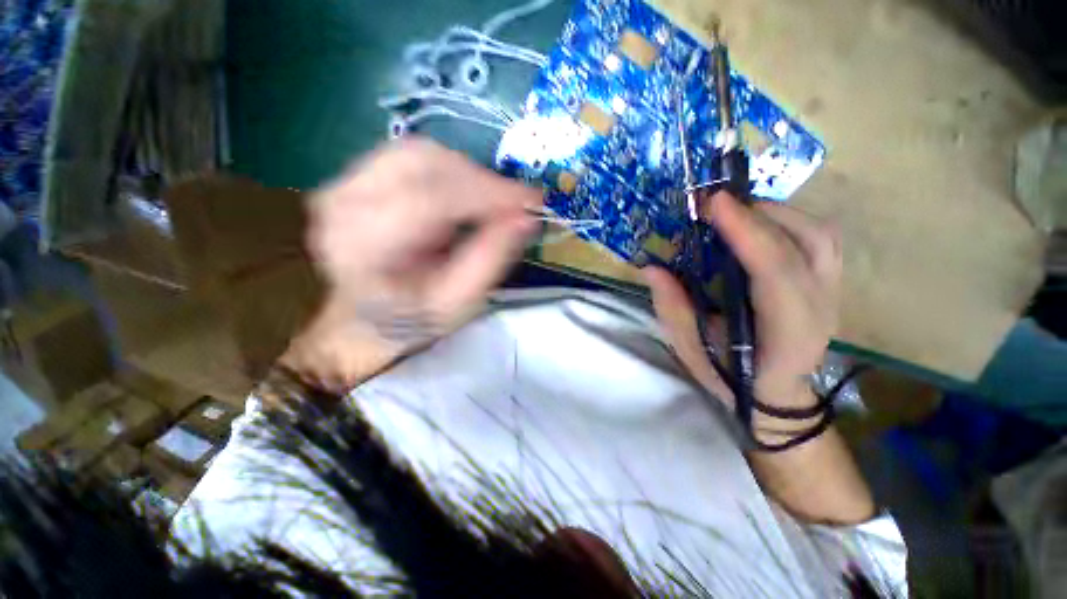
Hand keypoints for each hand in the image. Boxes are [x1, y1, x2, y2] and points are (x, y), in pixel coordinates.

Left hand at [284, 138, 540, 389]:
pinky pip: (412, 154)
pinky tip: (465, 194)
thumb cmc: (415, 316)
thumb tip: (526, 217)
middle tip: (517, 203)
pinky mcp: (356, 175)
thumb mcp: (460, 302)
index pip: (430, 200)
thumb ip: (492, 259)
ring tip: (493, 202)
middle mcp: (344, 204)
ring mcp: (344, 183)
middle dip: (482, 181)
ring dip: (468, 173)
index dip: (487, 193)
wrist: (368, 315)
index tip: (531, 201)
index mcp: (365, 248)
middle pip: (424, 164)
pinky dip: (450, 168)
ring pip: (420, 152)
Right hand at [644, 192, 841, 413]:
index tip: (714, 203)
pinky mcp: (829, 283)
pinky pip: (818, 238)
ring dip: (774, 213)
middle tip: (714, 204)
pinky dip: (788, 220)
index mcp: (787, 332)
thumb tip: (651, 268)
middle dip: (757, 214)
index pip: (776, 272)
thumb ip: (673, 309)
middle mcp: (820, 307)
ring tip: (735, 210)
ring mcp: (832, 292)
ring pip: (819, 233)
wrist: (776, 395)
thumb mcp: (692, 350)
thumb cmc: (731, 377)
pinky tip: (758, 223)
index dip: (747, 232)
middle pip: (806, 242)